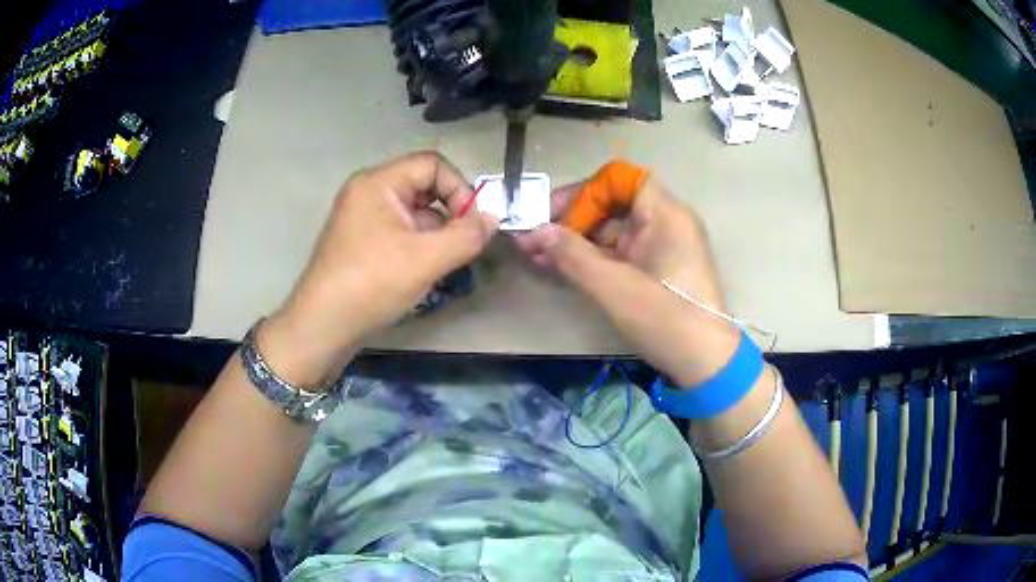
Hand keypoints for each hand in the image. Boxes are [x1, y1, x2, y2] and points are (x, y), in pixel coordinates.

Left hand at [259, 152, 498, 387]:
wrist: (322, 328)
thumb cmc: (371, 284)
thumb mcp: (426, 259)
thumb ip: (467, 236)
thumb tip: (494, 218)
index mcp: (378, 183)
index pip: (432, 164)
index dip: (459, 188)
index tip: (473, 224)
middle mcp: (368, 192)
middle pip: (424, 186)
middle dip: (450, 213)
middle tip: (462, 245)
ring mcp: (363, 218)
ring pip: (415, 212)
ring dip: (437, 234)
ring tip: (444, 264)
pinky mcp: (363, 242)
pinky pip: (401, 232)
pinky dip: (420, 246)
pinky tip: (426, 272)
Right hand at [515, 175, 738, 386]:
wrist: (706, 364)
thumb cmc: (666, 319)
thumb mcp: (615, 288)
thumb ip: (573, 256)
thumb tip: (535, 231)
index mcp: (664, 214)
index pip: (618, 179)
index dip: (582, 192)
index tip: (550, 214)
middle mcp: (664, 222)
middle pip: (611, 205)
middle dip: (570, 220)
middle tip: (532, 239)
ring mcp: (660, 247)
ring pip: (611, 231)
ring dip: (574, 242)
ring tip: (535, 256)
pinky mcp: (655, 269)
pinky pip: (618, 253)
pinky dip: (591, 259)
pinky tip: (558, 268)